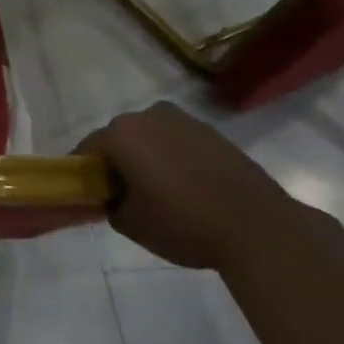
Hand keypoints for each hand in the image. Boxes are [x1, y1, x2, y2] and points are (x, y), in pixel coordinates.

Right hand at [74, 102, 300, 270]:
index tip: (91, 196)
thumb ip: (110, 205)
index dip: (85, 173)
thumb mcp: (131, 225)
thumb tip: (114, 197)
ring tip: (161, 193)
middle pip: (120, 138)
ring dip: (148, 158)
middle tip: (125, 196)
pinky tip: (188, 189)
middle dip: (118, 162)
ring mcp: (184, 121)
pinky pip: (179, 143)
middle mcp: (148, 116)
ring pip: (152, 138)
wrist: (258, 227)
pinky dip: (176, 160)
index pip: (87, 149)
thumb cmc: (183, 223)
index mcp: (121, 133)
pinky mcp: (214, 133)